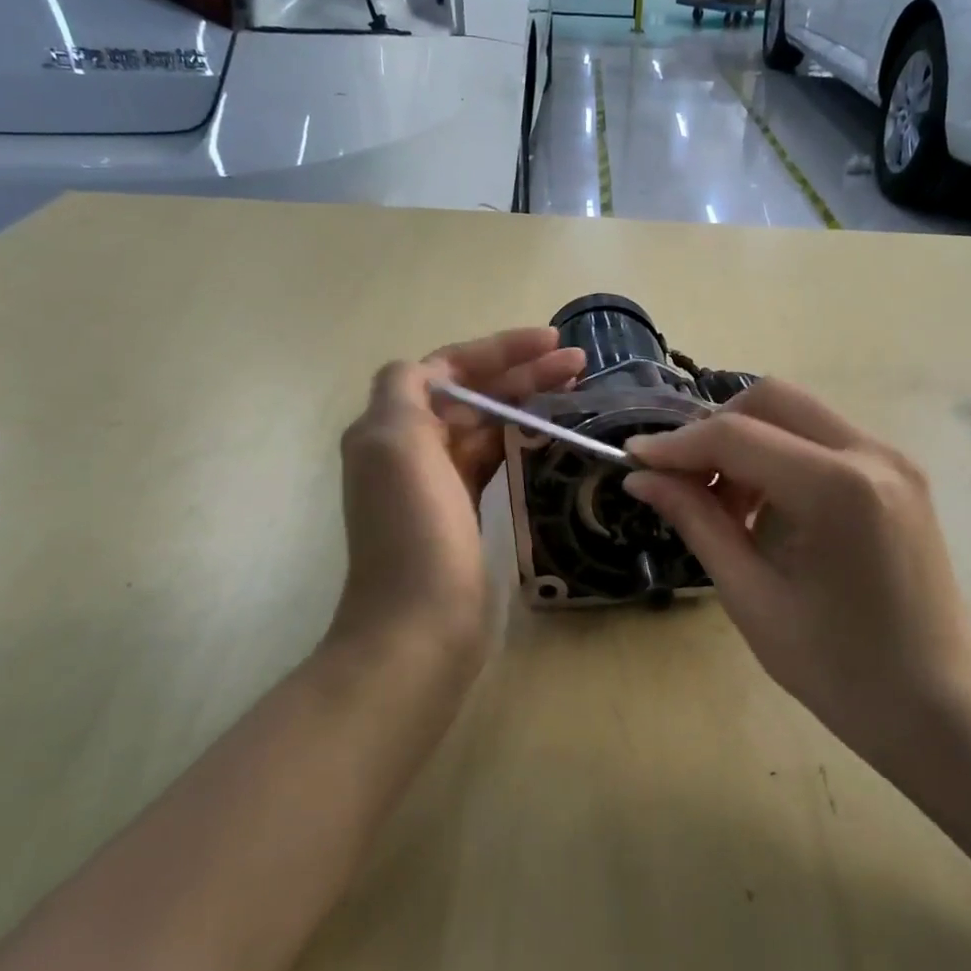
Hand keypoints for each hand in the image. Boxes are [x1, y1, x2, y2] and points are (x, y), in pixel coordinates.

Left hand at [329, 327, 585, 684]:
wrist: (418, 628)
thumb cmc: (414, 533)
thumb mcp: (396, 446)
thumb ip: (405, 392)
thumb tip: (429, 371)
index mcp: (390, 426)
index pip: (447, 367)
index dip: (498, 349)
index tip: (551, 342)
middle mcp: (410, 448)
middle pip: (471, 394)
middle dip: (521, 373)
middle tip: (580, 365)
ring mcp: (437, 483)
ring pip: (486, 425)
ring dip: (526, 403)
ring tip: (578, 391)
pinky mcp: (463, 513)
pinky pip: (493, 461)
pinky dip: (521, 441)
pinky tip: (554, 435)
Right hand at [623, 381, 970, 800]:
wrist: (935, 703)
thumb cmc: (837, 667)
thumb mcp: (750, 595)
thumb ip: (696, 521)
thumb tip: (641, 477)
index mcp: (837, 489)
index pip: (736, 435)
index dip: (675, 444)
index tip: (633, 458)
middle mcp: (872, 454)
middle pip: (771, 399)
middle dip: (714, 429)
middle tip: (684, 481)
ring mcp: (893, 459)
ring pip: (798, 414)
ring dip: (748, 441)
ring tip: (726, 506)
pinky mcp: (899, 474)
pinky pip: (823, 439)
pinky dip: (781, 456)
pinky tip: (767, 509)